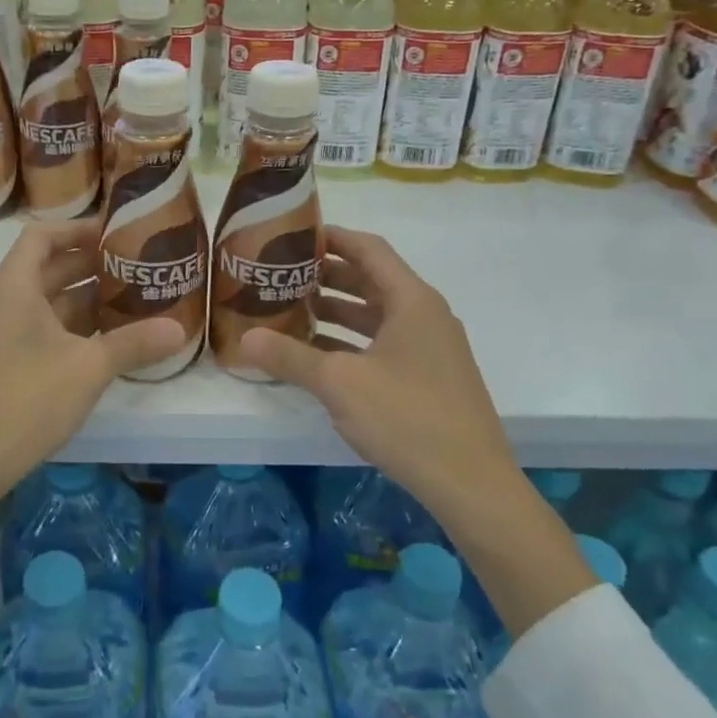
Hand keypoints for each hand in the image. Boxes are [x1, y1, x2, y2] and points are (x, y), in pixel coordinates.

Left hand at [0, 217, 183, 562]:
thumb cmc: (24, 400)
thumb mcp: (87, 368)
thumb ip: (133, 343)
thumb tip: (179, 329)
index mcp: (13, 287)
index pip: (42, 235)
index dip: (78, 228)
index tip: (115, 233)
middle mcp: (0, 302)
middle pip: (46, 267)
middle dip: (89, 265)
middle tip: (135, 267)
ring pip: (43, 302)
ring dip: (82, 299)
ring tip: (129, 301)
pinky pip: (36, 329)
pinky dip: (68, 327)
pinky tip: (101, 344)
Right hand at [239, 225, 514, 505]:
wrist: (471, 483)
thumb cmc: (407, 417)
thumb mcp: (340, 384)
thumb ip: (291, 357)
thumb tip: (245, 339)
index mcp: (411, 300)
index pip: (369, 249)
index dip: (332, 237)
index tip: (294, 234)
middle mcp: (425, 314)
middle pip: (372, 279)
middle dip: (327, 275)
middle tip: (283, 275)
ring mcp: (431, 347)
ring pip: (377, 314)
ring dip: (338, 309)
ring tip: (293, 310)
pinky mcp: (430, 376)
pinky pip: (385, 342)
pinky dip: (353, 341)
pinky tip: (319, 355)